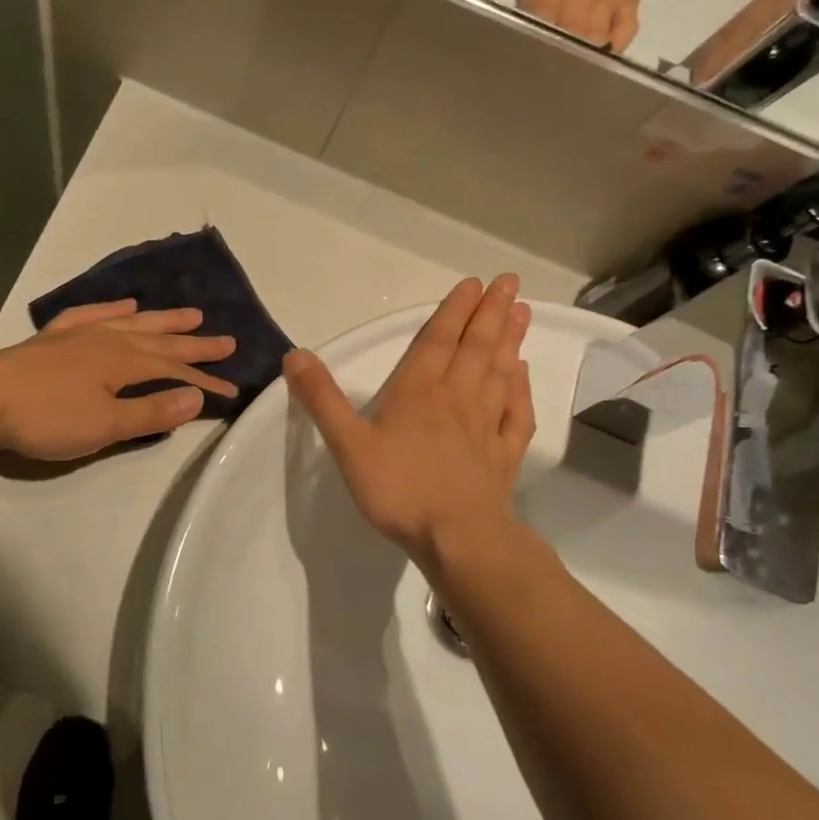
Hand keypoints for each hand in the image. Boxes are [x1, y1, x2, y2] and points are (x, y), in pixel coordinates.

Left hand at [0, 299, 238, 460]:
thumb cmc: (47, 417)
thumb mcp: (105, 425)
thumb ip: (151, 412)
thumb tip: (196, 397)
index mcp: (125, 362)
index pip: (176, 372)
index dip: (205, 382)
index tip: (232, 391)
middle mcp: (109, 340)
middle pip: (161, 341)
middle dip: (195, 344)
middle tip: (227, 340)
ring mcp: (80, 334)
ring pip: (132, 323)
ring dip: (163, 320)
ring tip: (190, 314)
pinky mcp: (54, 338)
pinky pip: (92, 314)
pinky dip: (113, 309)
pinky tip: (125, 305)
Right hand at [284, 275, 533, 562]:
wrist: (458, 538)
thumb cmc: (399, 489)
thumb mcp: (348, 445)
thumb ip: (322, 399)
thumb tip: (295, 354)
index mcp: (419, 392)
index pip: (438, 341)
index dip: (454, 311)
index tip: (474, 284)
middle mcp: (457, 399)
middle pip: (477, 347)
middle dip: (491, 313)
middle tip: (509, 282)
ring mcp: (486, 426)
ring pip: (501, 373)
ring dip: (510, 341)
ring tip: (522, 312)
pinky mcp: (504, 454)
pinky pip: (517, 413)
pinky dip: (522, 389)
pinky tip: (523, 376)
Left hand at [452, 0, 694, 52]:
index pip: (533, 15)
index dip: (523, 37)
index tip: (509, 55)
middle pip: (560, 33)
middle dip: (547, 55)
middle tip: (532, 75)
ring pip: (589, 36)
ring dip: (575, 57)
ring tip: (559, 77)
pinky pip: (622, 30)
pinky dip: (610, 48)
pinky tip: (598, 59)